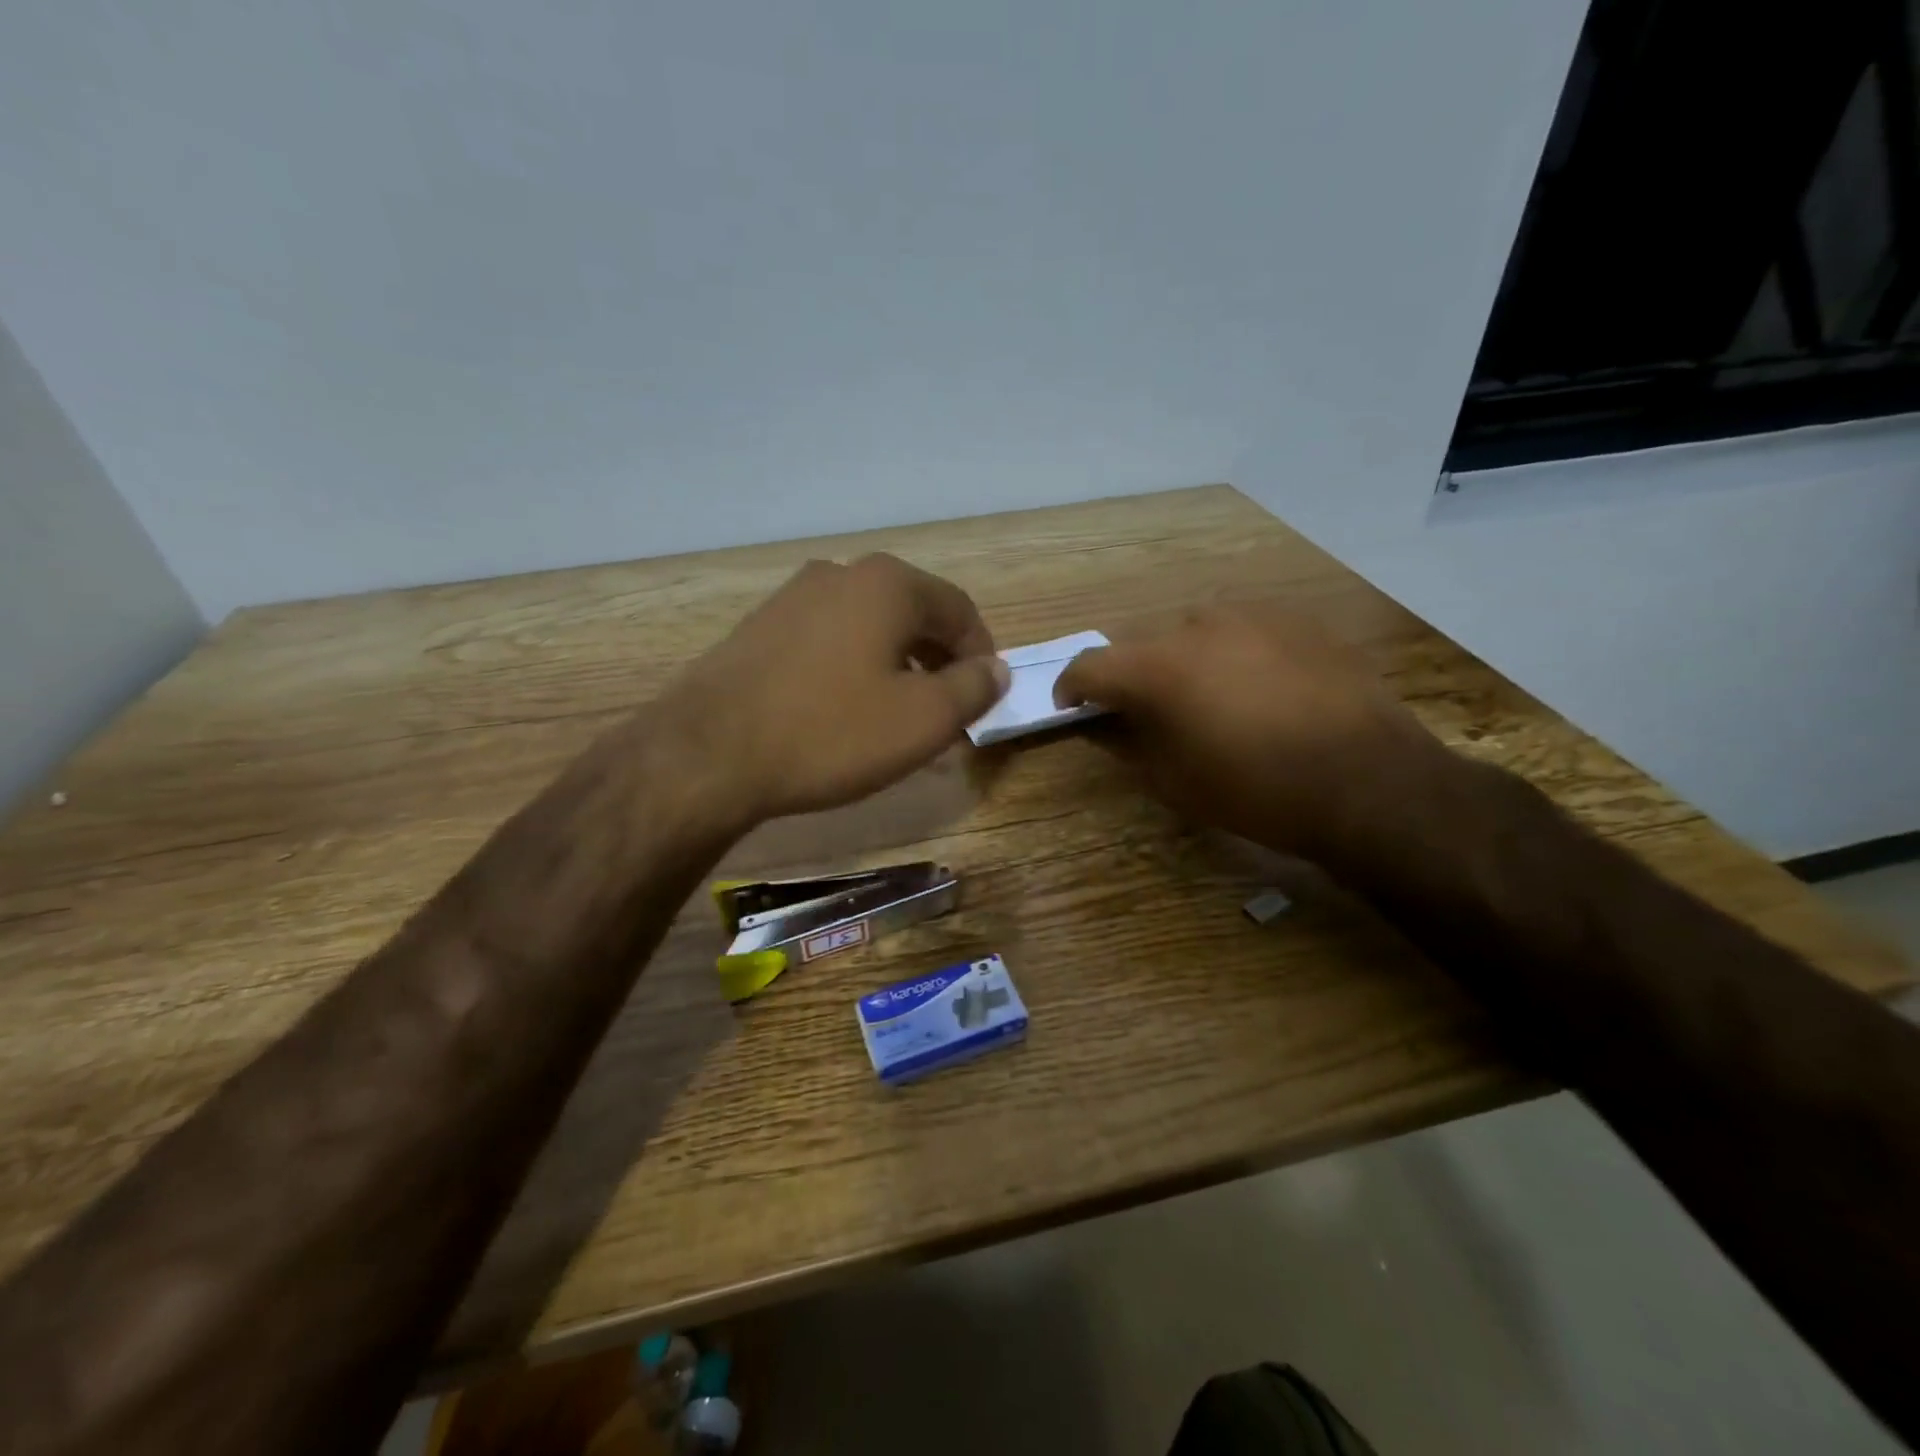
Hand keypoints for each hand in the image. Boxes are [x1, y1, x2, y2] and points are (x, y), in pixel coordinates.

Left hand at [670, 554, 1008, 823]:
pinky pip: (829, 641)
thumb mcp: (924, 719)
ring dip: (897, 664)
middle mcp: (841, 574)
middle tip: (948, 708)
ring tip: (900, 713)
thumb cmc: (832, 732)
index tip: (985, 696)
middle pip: (913, 613)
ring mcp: (793, 597)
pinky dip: (854, 668)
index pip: (959, 609)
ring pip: (869, 627)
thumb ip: (973, 688)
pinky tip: (845, 710)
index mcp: (888, 584)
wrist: (710, 752)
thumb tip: (996, 668)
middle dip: (939, 659)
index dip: (982, 653)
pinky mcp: (760, 628)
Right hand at [1053, 604, 1450, 861]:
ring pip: (1197, 634)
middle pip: (1145, 646)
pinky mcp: (1298, 621)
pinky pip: (1246, 633)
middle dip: (1137, 678)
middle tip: (1150, 714)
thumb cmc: (1257, 791)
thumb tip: (1110, 723)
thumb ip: (1130, 744)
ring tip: (1213, 701)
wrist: (1369, 782)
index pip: (1091, 665)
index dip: (1073, 687)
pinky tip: (1263, 690)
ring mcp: (1253, 616)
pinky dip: (1235, 656)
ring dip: (1189, 663)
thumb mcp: (1175, 782)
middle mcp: (1198, 626)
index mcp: (1158, 667)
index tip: (1073, 707)